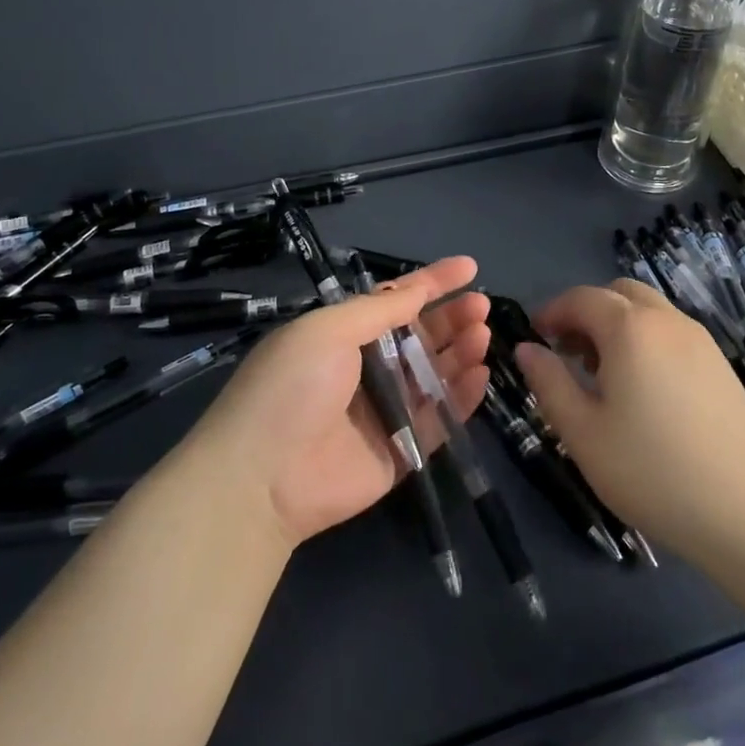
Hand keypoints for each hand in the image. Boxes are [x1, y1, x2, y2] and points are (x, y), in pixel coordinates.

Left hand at [189, 257, 490, 551]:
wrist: (262, 478)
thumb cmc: (292, 386)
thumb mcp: (327, 330)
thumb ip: (378, 310)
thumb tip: (417, 289)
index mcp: (343, 335)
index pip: (396, 301)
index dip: (432, 282)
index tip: (470, 267)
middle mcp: (366, 369)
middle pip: (420, 336)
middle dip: (451, 317)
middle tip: (481, 306)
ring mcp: (385, 411)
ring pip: (434, 374)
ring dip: (460, 351)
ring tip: (482, 334)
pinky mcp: (400, 451)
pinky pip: (439, 419)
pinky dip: (461, 397)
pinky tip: (480, 374)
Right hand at [515, 279, 744, 564]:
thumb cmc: (654, 471)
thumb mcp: (584, 433)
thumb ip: (549, 383)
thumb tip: (526, 349)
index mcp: (629, 328)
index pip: (580, 298)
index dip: (551, 312)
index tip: (534, 339)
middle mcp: (666, 320)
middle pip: (617, 293)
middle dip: (586, 313)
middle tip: (567, 355)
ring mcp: (700, 340)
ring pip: (647, 311)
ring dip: (616, 326)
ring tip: (602, 377)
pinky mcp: (721, 364)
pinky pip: (671, 332)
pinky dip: (645, 341)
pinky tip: (643, 391)